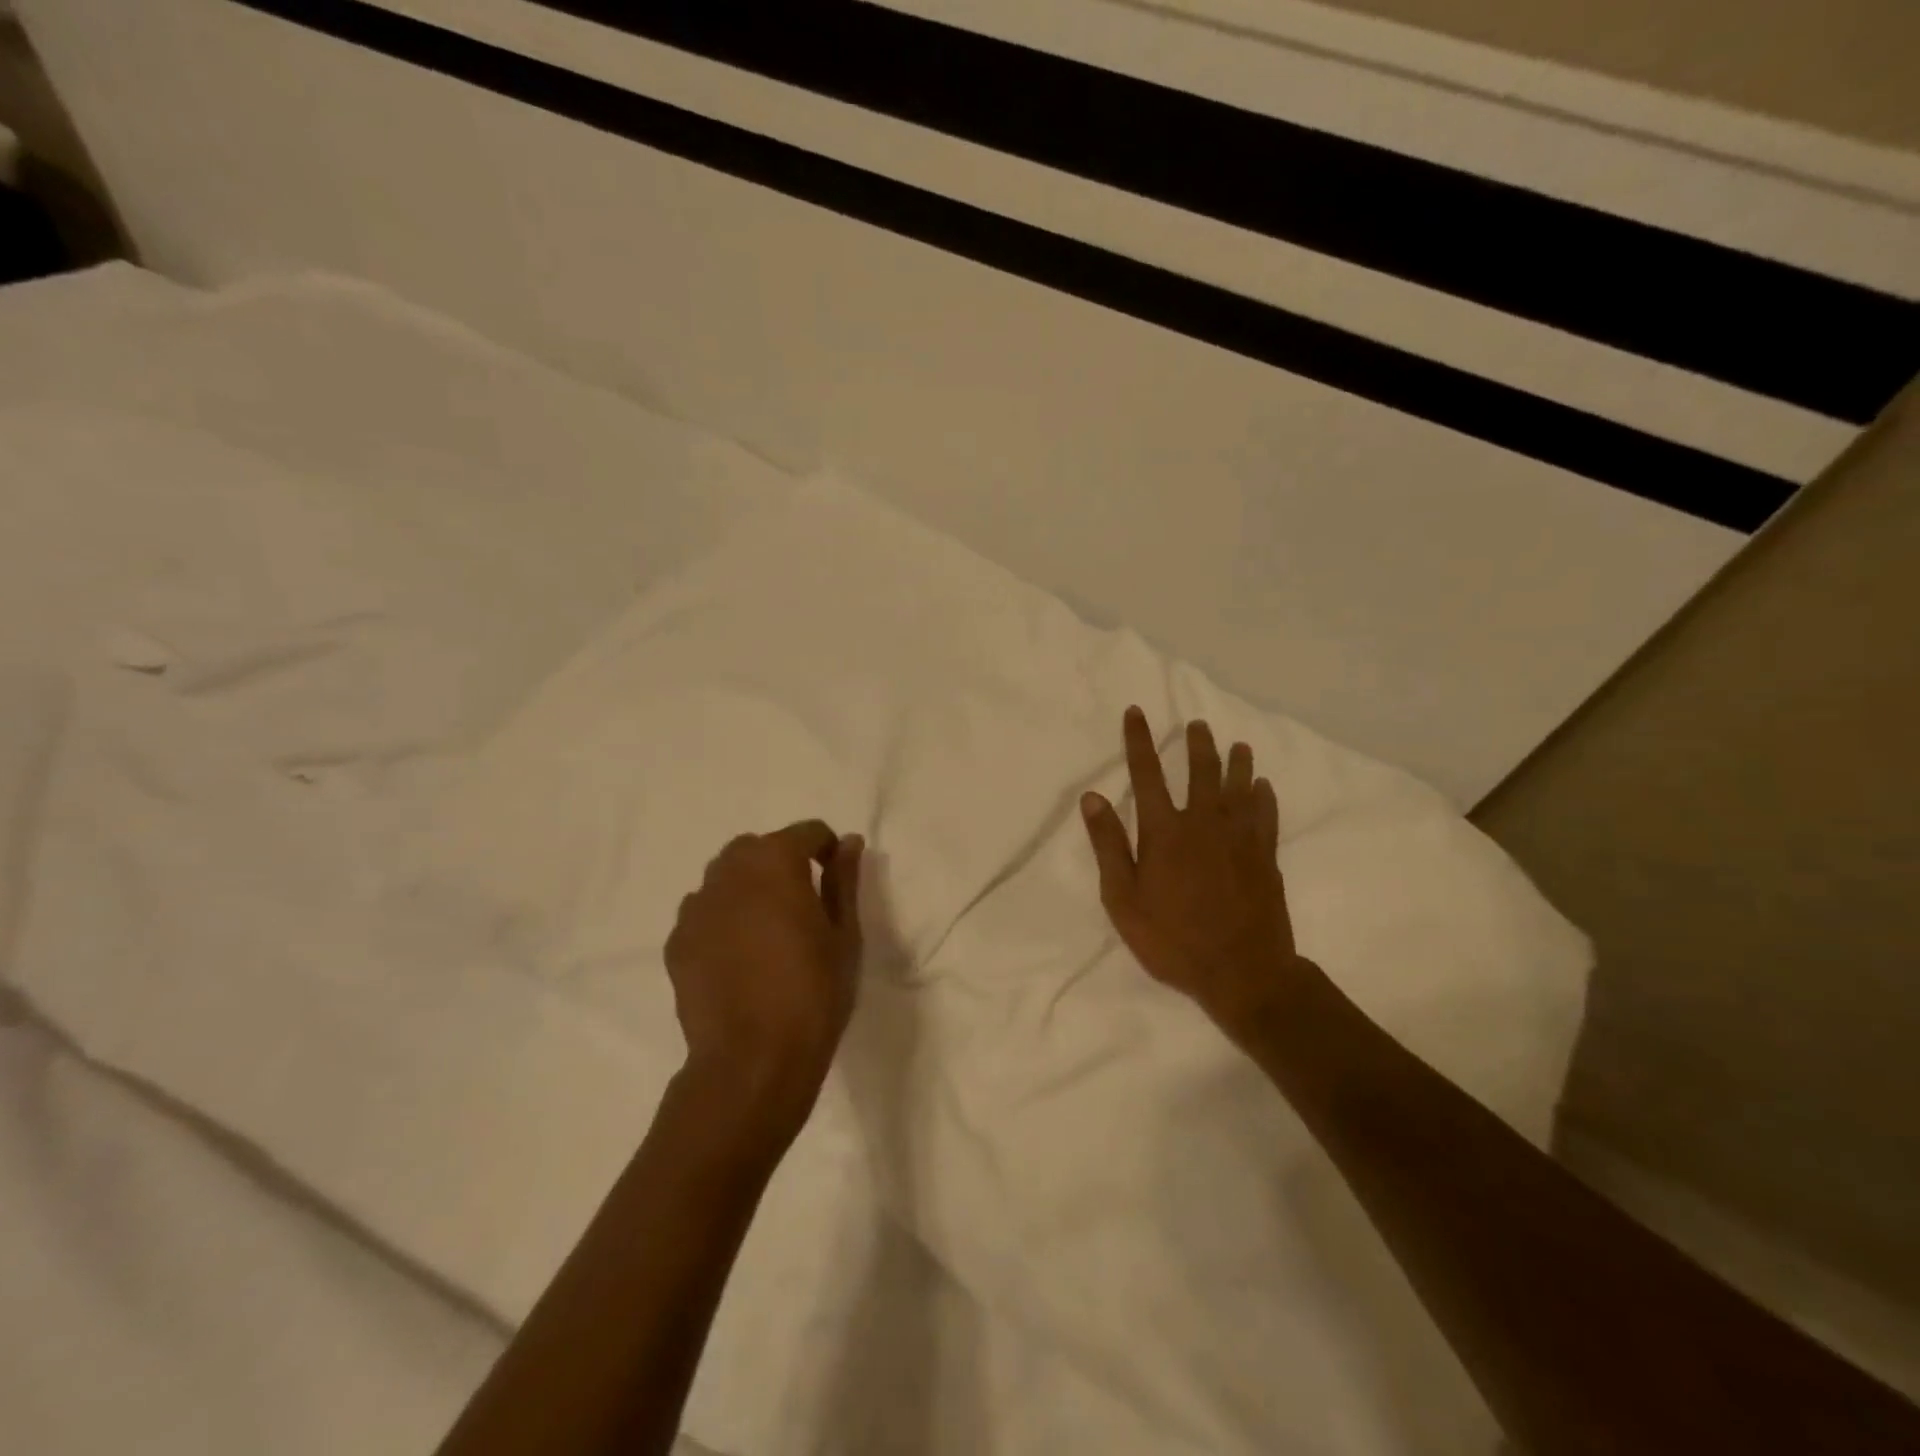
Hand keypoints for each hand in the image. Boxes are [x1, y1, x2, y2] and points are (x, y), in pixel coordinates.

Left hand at [664, 821, 864, 1121]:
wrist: (752, 1062)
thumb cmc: (813, 993)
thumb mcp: (844, 935)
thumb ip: (844, 880)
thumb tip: (848, 842)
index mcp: (775, 862)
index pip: (806, 832)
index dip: (826, 849)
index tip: (835, 878)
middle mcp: (729, 872)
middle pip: (757, 848)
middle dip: (781, 861)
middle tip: (803, 902)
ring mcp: (696, 907)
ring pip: (725, 877)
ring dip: (748, 886)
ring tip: (767, 928)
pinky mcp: (677, 942)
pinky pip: (704, 911)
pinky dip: (723, 917)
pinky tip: (738, 955)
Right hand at [1081, 707, 1313, 1034]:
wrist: (1242, 972)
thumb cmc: (1172, 939)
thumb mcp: (1124, 899)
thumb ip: (1109, 845)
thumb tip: (1092, 797)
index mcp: (1165, 831)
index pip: (1147, 774)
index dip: (1139, 741)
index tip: (1136, 712)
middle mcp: (1203, 823)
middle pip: (1201, 772)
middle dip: (1197, 744)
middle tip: (1198, 724)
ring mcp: (1239, 839)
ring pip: (1239, 788)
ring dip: (1237, 763)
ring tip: (1239, 745)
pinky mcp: (1265, 857)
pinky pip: (1266, 816)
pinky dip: (1264, 797)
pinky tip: (1264, 787)